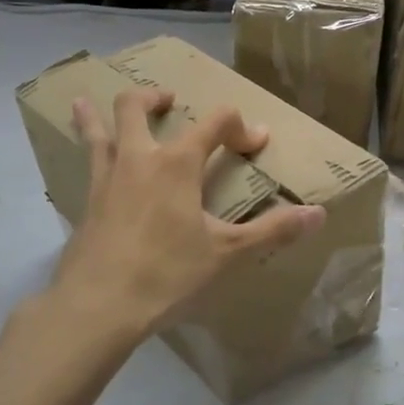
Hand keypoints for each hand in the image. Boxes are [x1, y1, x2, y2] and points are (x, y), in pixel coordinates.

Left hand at [53, 88, 323, 340]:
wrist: (97, 306)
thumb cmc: (167, 274)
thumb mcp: (227, 254)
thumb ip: (272, 231)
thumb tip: (318, 214)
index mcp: (176, 163)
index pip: (215, 123)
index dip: (240, 127)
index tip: (256, 143)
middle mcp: (138, 159)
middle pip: (136, 107)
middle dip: (155, 98)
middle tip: (169, 101)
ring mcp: (105, 179)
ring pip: (97, 130)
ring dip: (97, 113)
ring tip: (87, 101)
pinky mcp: (85, 203)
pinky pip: (86, 164)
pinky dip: (85, 150)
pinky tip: (88, 160)